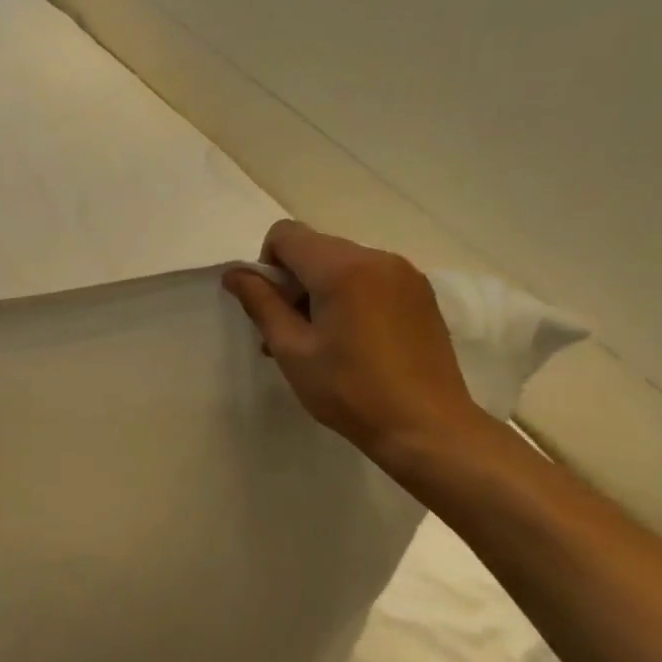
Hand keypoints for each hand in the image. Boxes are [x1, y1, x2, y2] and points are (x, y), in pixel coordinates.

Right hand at [222, 221, 483, 462]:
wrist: (426, 427)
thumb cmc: (348, 390)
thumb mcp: (291, 349)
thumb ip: (260, 303)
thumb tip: (234, 274)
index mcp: (342, 268)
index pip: (286, 234)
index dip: (267, 265)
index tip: (273, 307)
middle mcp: (377, 258)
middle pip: (315, 248)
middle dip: (294, 281)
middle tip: (291, 332)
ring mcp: (405, 274)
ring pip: (342, 264)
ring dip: (321, 291)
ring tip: (322, 341)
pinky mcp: (420, 294)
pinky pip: (370, 279)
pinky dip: (350, 297)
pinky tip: (354, 341)